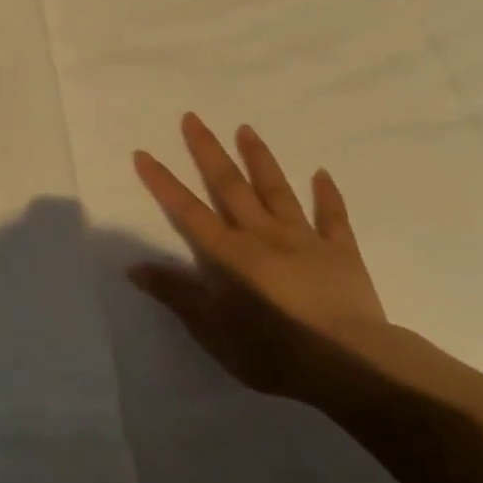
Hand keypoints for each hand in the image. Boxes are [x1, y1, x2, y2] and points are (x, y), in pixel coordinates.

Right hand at [129, 113, 390, 399]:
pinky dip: (327, 194)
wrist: (349, 364)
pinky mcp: (340, 252)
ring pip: (276, 190)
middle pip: (230, 186)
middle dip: (208, 151)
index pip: (187, 210)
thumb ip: (175, 294)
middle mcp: (262, 234)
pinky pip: (332, 217)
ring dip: (259, 158)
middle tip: (194, 117)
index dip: (163, 182)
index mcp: (228, 253)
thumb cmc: (272, 350)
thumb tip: (134, 266)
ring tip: (246, 128)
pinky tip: (321, 173)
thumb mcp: (211, 329)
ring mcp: (304, 239)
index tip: (144, 152)